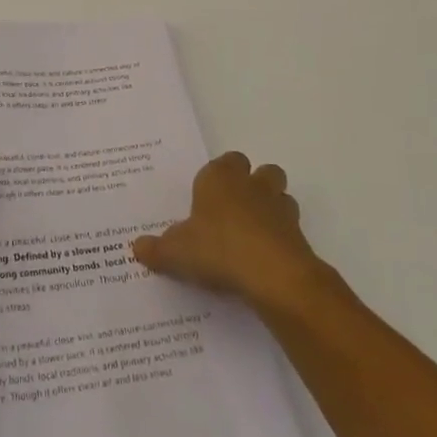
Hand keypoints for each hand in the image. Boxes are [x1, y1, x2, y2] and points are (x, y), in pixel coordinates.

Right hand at [132, 152, 323, 312]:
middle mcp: (252, 185)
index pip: (225, 161)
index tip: (208, 197)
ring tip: (254, 234)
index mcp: (220, 178)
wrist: (272, 275)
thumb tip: (137, 247)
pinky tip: (266, 260)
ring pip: (281, 196)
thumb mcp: (176, 252)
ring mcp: (280, 208)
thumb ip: (157, 249)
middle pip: (262, 171)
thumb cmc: (218, 249)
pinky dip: (282, 238)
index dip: (219, 177)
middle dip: (254, 185)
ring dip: (272, 208)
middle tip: (234, 211)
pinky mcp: (299, 234)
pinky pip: (290, 228)